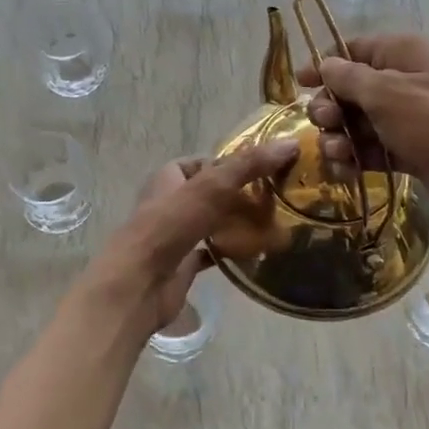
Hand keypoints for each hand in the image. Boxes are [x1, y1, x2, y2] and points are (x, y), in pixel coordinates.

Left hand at [88, 140, 299, 336]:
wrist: (138, 284)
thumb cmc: (169, 226)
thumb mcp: (212, 187)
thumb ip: (249, 165)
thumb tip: (290, 143)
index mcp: (168, 178)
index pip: (204, 163)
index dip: (231, 163)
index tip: (265, 169)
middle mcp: (170, 204)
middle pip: (211, 194)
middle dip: (240, 195)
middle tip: (276, 198)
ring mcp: (175, 236)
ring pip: (212, 223)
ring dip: (237, 223)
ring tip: (273, 223)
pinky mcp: (182, 265)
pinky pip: (212, 253)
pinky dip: (231, 251)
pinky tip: (256, 252)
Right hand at [297, 33, 428, 227]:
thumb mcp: (387, 92)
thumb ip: (349, 78)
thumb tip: (325, 65)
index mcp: (402, 54)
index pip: (354, 50)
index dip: (324, 65)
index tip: (298, 83)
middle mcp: (404, 81)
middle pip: (351, 90)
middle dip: (331, 107)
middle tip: (325, 123)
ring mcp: (408, 120)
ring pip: (359, 123)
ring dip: (340, 137)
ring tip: (337, 152)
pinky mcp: (411, 152)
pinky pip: (374, 150)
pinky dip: (357, 158)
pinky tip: (345, 169)